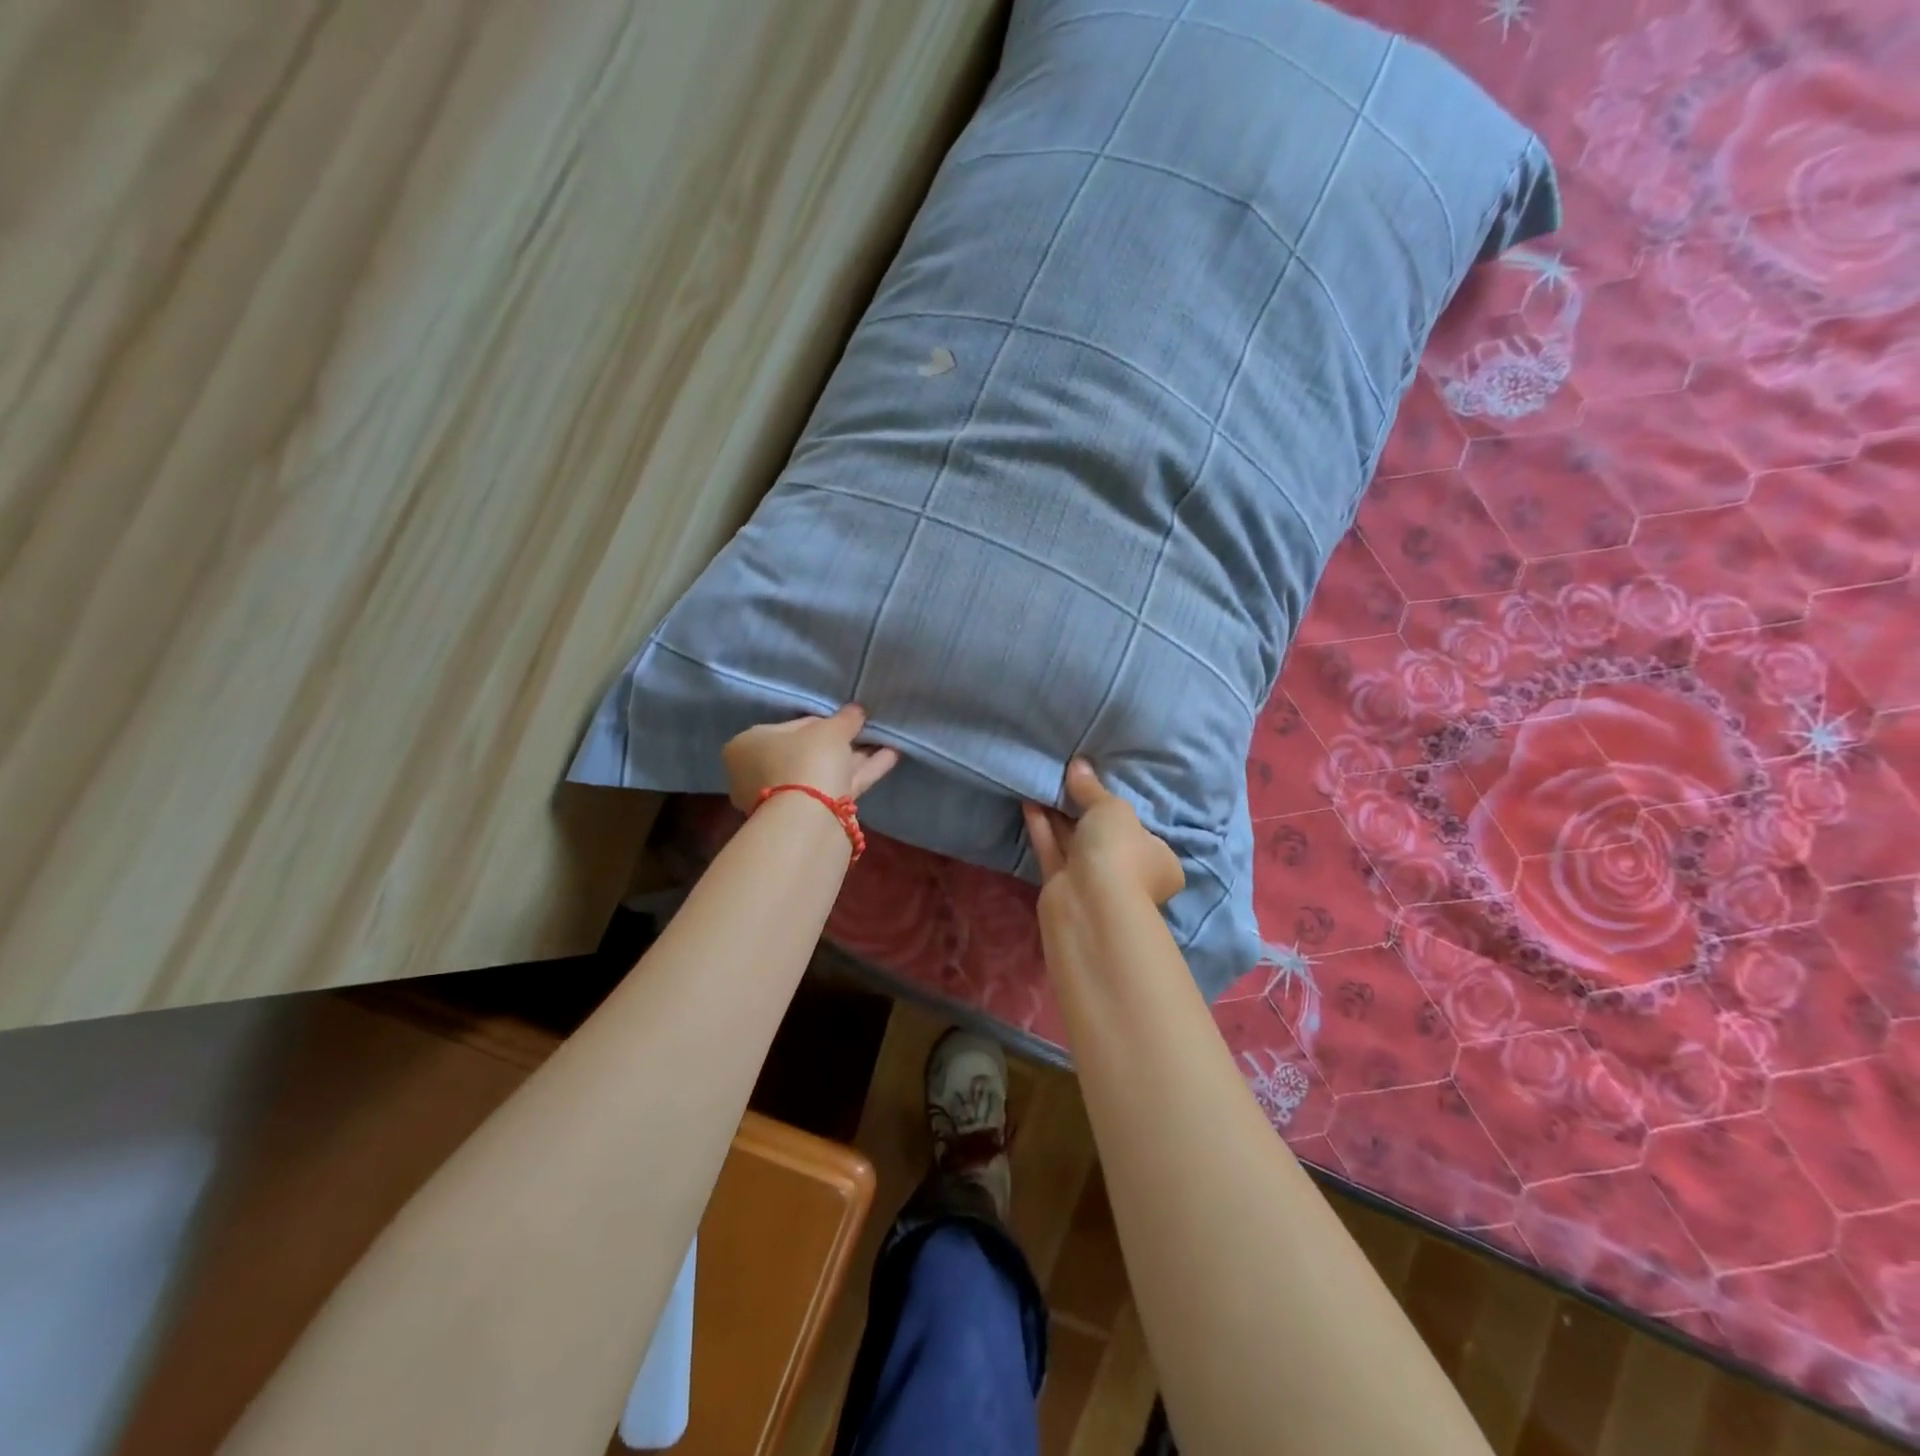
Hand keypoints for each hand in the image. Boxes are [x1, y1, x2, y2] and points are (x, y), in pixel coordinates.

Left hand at [722, 705, 899, 811]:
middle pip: (809, 752)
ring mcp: (784, 798)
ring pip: (825, 772)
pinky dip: (862, 772)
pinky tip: (891, 756)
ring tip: (887, 741)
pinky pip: (837, 787)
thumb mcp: (830, 731)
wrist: (809, 818)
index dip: (824, 721)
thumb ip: (845, 718)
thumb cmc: (806, 760)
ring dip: (857, 757)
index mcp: (750, 745)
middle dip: (841, 742)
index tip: (847, 719)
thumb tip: (858, 710)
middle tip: (867, 731)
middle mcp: (760, 772)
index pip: (792, 726)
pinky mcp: (809, 816)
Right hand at [1022, 759, 1183, 909]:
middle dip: (1083, 810)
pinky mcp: (1062, 887)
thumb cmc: (1119, 851)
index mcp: (1158, 859)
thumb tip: (1078, 764)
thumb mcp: (1111, 809)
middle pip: (1104, 836)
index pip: (1142, 832)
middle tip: (1065, 779)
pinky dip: (1042, 828)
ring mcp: (1094, 882)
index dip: (1122, 810)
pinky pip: (1053, 851)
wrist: (1090, 903)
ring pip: (1074, 843)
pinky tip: (1029, 802)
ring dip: (1058, 816)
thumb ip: (1092, 788)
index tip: (1101, 788)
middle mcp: (1129, 873)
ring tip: (1043, 784)